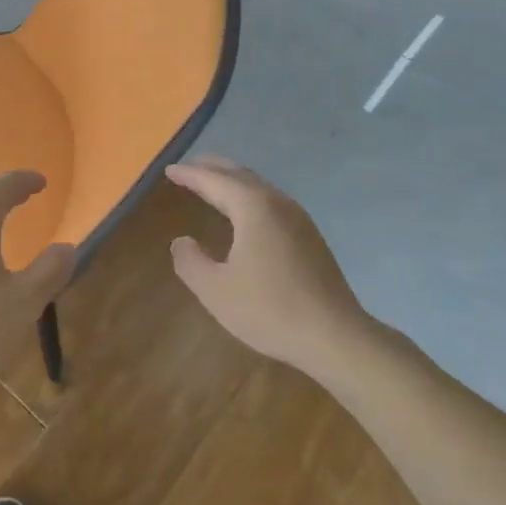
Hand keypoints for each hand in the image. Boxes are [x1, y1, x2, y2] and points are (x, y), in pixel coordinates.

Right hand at [165, 155, 371, 378]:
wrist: (336, 337)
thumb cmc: (270, 309)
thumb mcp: (216, 290)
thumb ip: (191, 262)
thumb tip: (181, 241)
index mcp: (253, 207)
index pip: (214, 180)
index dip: (189, 175)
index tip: (169, 170)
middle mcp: (277, 203)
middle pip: (240, 175)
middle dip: (213, 168)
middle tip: (190, 167)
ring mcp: (299, 219)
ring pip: (259, 187)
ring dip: (233, 182)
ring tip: (213, 185)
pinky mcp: (310, 237)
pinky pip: (271, 203)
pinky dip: (249, 197)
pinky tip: (245, 214)